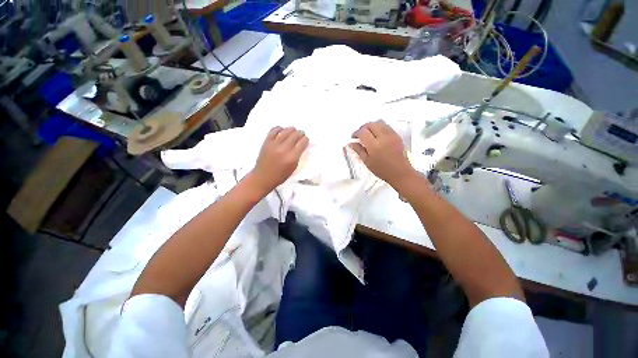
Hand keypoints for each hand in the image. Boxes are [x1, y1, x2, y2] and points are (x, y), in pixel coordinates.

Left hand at [249, 126, 308, 194]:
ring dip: (292, 129)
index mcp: (292, 158)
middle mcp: (284, 149)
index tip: (306, 140)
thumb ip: (298, 156)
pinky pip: (274, 130)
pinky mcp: (266, 142)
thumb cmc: (280, 176)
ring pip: (286, 130)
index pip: (302, 143)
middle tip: (301, 134)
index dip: (306, 140)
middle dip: (300, 133)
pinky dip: (280, 128)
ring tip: (293, 131)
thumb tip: (302, 145)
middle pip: (295, 135)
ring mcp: (274, 144)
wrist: (263, 177)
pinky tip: (282, 130)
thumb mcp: (293, 167)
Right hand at [349, 120, 416, 187]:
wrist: (400, 172)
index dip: (356, 133)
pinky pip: (386, 126)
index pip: (362, 132)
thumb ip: (358, 150)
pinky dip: (379, 127)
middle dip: (363, 128)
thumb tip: (351, 143)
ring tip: (368, 134)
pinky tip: (377, 136)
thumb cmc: (382, 170)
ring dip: (371, 126)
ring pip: (379, 122)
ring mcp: (391, 135)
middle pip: (370, 124)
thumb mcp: (367, 162)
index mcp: (374, 145)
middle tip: (360, 135)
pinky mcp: (396, 135)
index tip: (353, 137)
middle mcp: (383, 137)